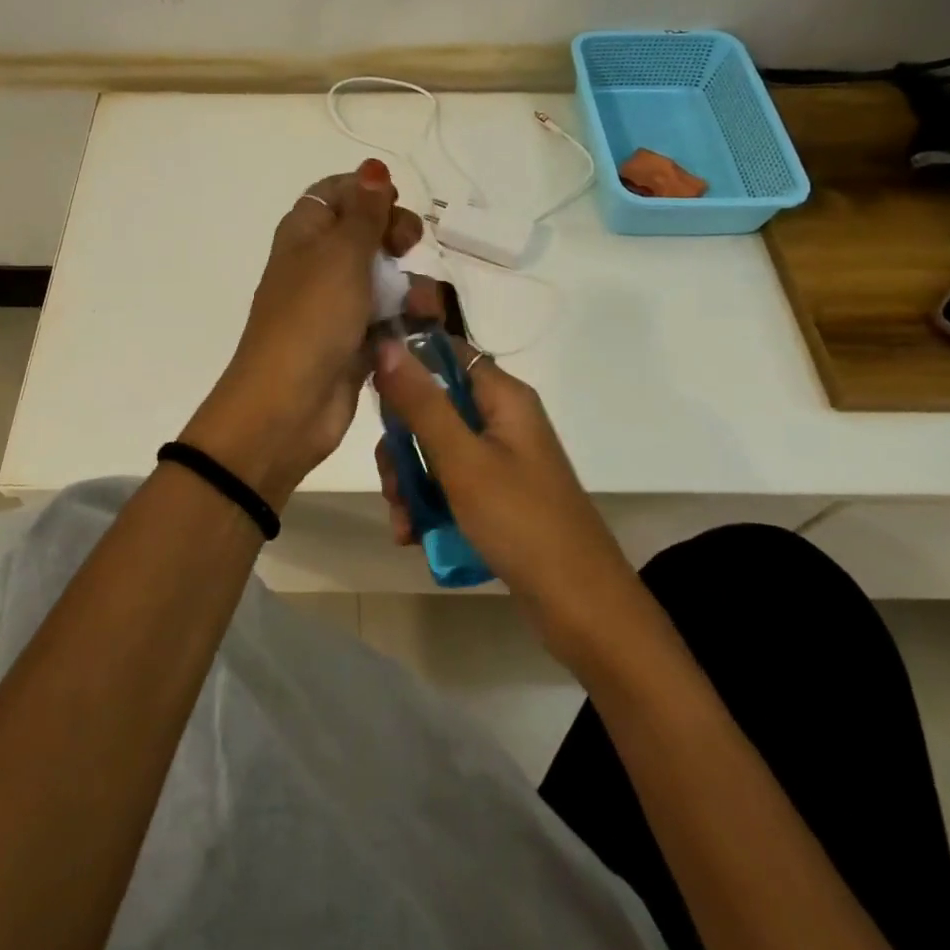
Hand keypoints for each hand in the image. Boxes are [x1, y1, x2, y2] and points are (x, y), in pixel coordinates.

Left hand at [182, 160, 422, 509]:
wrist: (288, 405)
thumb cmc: (312, 318)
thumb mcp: (341, 255)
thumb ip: (364, 212)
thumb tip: (373, 168)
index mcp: (305, 233)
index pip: (336, 194)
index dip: (367, 193)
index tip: (393, 204)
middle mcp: (318, 264)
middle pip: (366, 233)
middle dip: (396, 237)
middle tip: (408, 247)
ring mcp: (336, 305)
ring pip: (384, 278)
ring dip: (410, 285)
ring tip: (423, 306)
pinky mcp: (354, 342)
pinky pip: (388, 318)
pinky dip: (406, 319)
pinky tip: (422, 328)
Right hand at [373, 336, 636, 654]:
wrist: (580, 607)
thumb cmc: (521, 522)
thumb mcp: (462, 460)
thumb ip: (422, 403)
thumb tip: (385, 343)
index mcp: (503, 397)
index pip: (445, 353)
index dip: (405, 363)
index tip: (369, 389)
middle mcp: (502, 420)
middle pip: (433, 406)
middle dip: (402, 444)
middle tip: (391, 481)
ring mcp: (500, 459)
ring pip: (435, 450)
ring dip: (410, 482)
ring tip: (403, 522)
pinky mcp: (497, 495)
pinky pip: (450, 484)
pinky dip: (428, 505)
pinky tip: (414, 536)